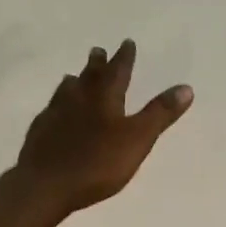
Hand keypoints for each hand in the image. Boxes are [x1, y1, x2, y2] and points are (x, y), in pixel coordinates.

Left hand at [15, 40, 193, 218]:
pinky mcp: (39, 133)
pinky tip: (52, 112)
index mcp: (104, 98)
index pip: (118, 71)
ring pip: (65, 92)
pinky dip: (55, 107)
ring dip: (73, 82)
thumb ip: (160, 114)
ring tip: (73, 77)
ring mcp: (54, 115)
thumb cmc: (98, 162)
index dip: (124, 58)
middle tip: (97, 50)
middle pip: (89, 76)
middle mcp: (78, 99)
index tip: (126, 42)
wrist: (46, 184)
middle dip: (97, 64)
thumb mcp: (138, 139)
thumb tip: (186, 88)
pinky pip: (49, 112)